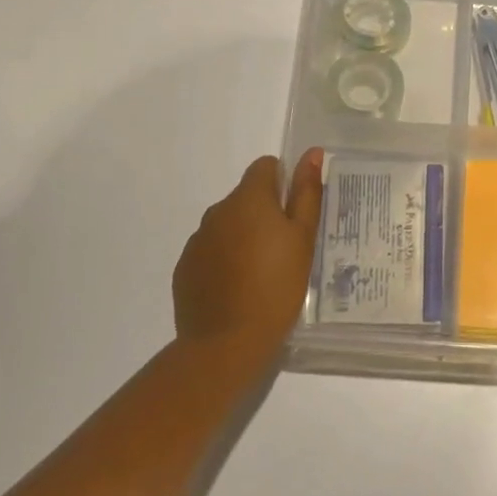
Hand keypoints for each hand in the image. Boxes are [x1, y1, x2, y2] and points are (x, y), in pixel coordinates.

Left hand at [173, 149, 323, 348]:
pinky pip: (210, 251)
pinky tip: (239, 288)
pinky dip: (225, 260)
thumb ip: (307, 193)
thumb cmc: (277, 286)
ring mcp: (197, 240)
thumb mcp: (303, 238)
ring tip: (262, 274)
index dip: (283, 182)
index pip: (264, 167)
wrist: (226, 342)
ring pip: (227, 225)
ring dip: (244, 237)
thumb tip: (311, 153)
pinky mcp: (185, 268)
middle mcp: (217, 211)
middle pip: (245, 197)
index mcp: (248, 199)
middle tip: (286, 249)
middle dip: (264, 213)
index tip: (294, 213)